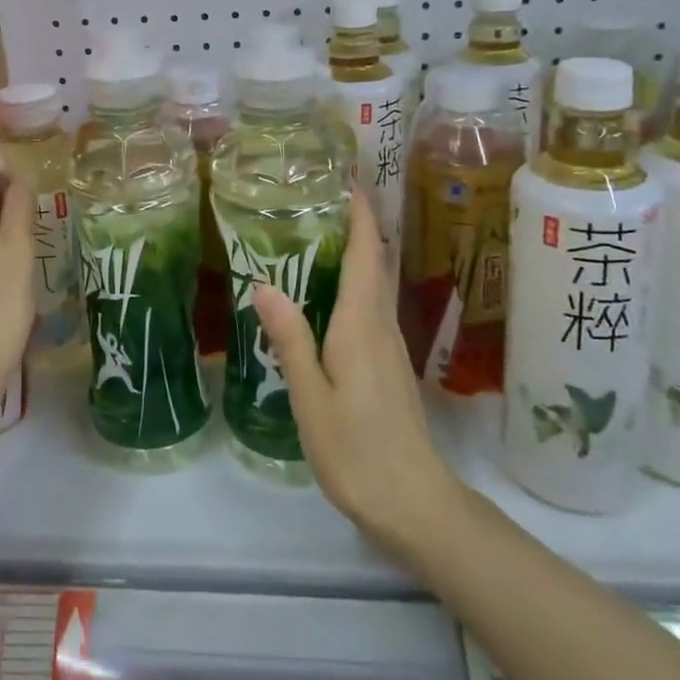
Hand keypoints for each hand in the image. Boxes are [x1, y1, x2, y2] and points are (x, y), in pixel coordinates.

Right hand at [254, 192, 458, 551]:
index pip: (365, 253)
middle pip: (375, 261)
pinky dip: (356, 280)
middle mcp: (380, 325)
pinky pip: (372, 305)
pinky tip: (330, 290)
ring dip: (358, 249)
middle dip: (359, 223)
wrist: (415, 503)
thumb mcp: (311, 397)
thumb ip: (291, 338)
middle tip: (326, 193)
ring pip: (375, 282)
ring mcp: (389, 345)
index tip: (348, 176)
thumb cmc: (357, 450)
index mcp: (361, 324)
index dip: (360, 212)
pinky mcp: (388, 364)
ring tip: (321, 229)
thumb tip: (264, 284)